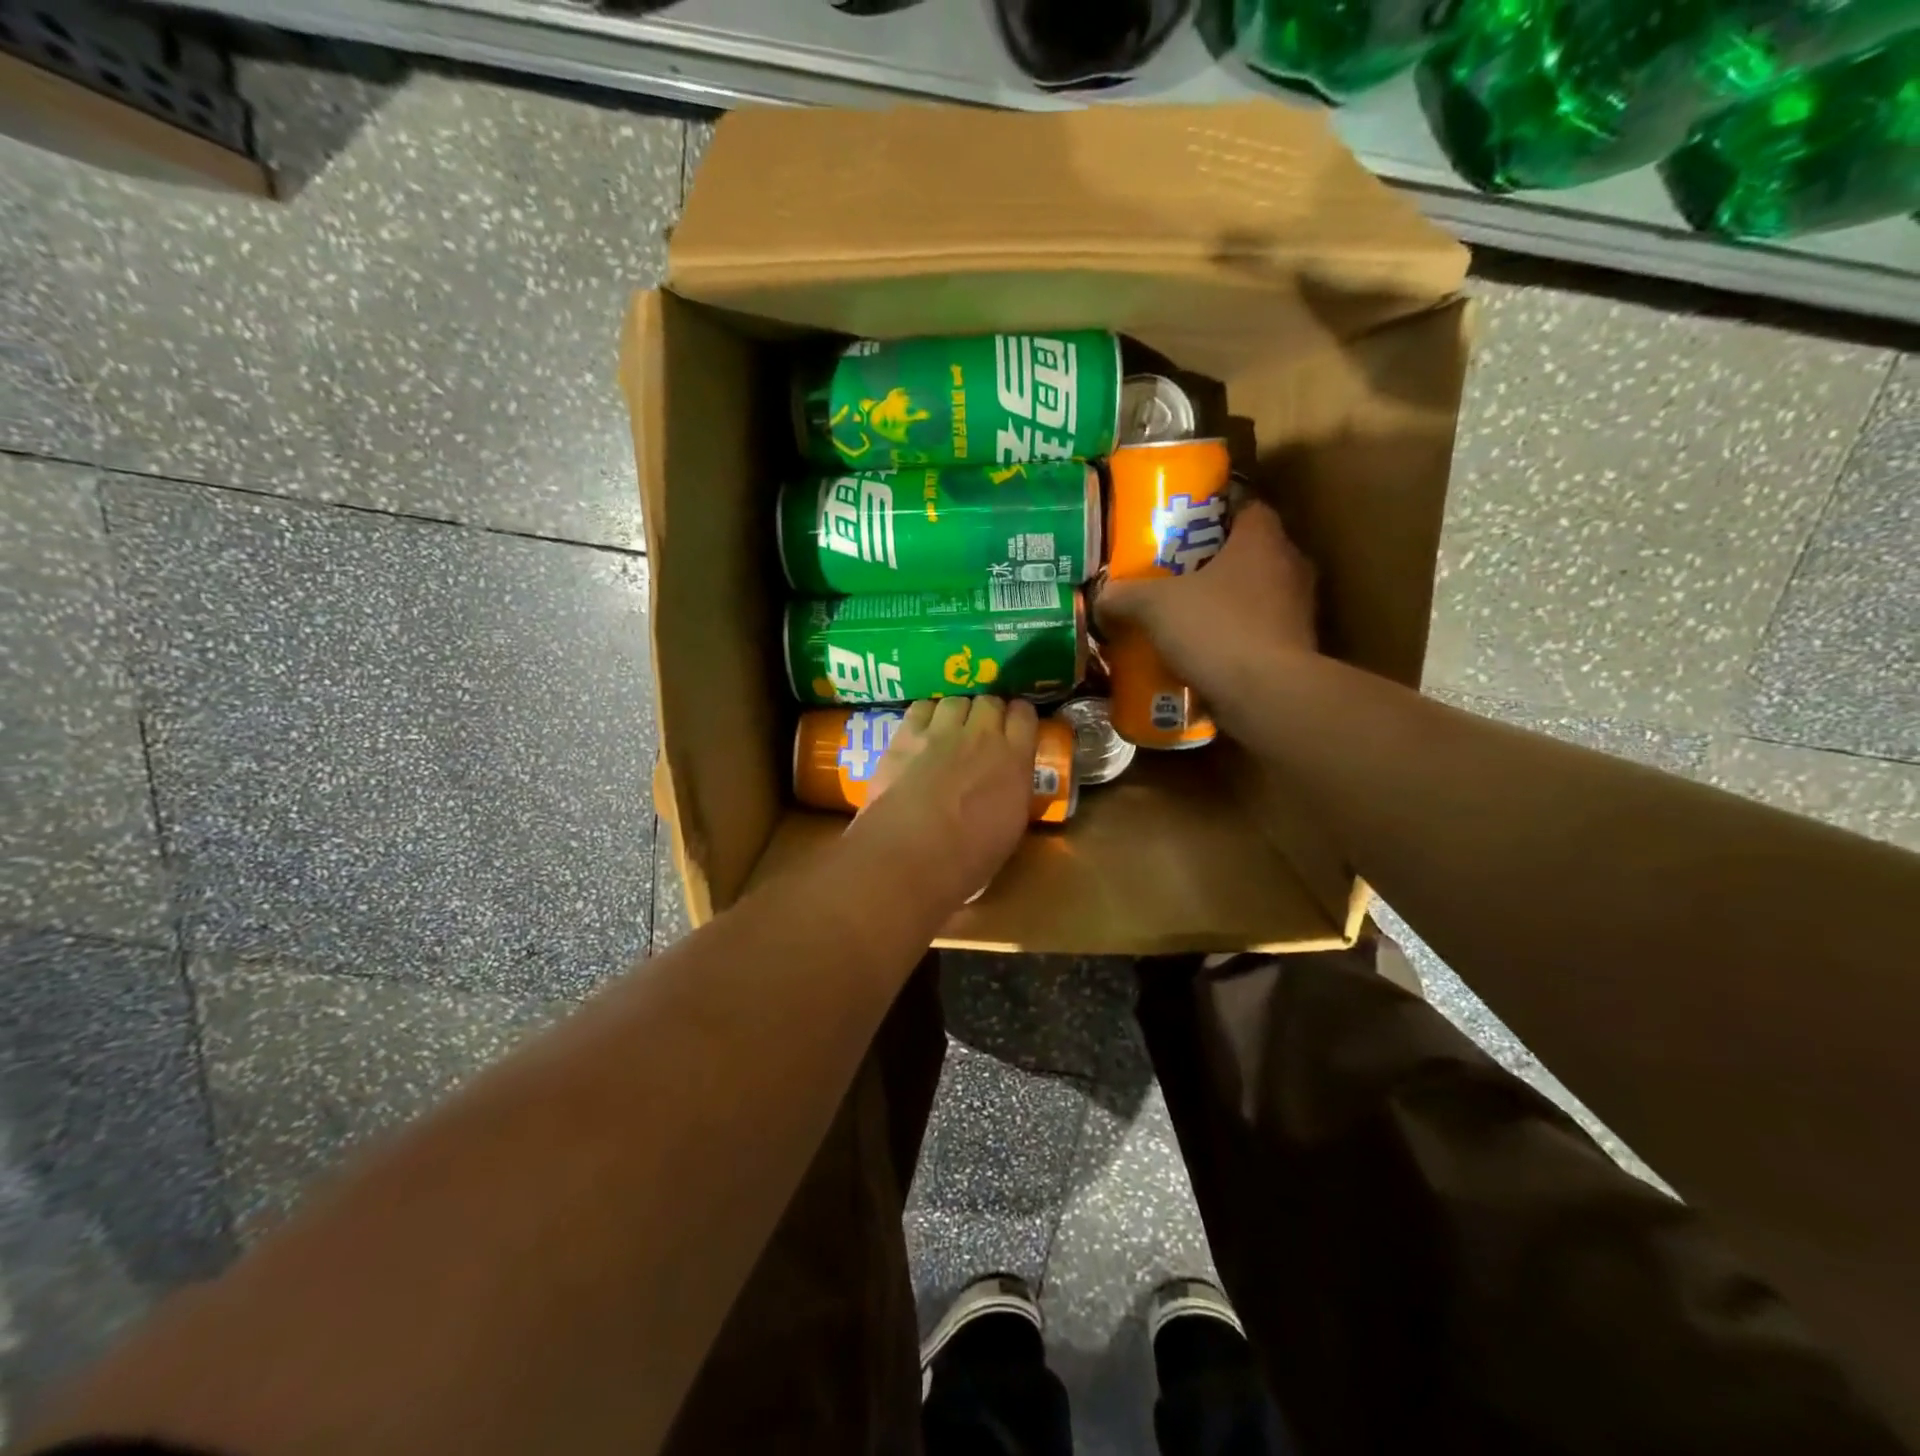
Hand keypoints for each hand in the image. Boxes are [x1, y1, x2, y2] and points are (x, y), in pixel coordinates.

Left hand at [849, 696, 1038, 910]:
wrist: (912, 855)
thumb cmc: (968, 859)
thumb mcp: (1010, 828)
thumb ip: (1012, 793)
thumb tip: (1006, 787)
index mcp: (1015, 761)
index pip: (1025, 715)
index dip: (1019, 717)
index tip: (1015, 726)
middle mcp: (982, 736)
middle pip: (990, 701)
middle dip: (988, 712)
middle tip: (981, 730)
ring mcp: (943, 732)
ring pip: (956, 700)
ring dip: (957, 711)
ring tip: (950, 728)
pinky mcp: (907, 735)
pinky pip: (922, 707)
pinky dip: (926, 714)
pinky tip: (922, 729)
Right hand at [1095, 500, 1318, 716]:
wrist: (1266, 695)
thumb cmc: (1216, 629)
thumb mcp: (1154, 606)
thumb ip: (1125, 595)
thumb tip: (1101, 597)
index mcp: (1263, 539)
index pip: (1246, 506)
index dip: (1214, 512)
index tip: (1183, 527)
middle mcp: (1289, 566)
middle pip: (1249, 552)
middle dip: (1213, 561)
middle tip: (1173, 573)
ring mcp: (1297, 610)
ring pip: (1254, 594)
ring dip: (1224, 603)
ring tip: (1183, 615)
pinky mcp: (1295, 649)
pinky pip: (1258, 633)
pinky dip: (1233, 639)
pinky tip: (1200, 653)